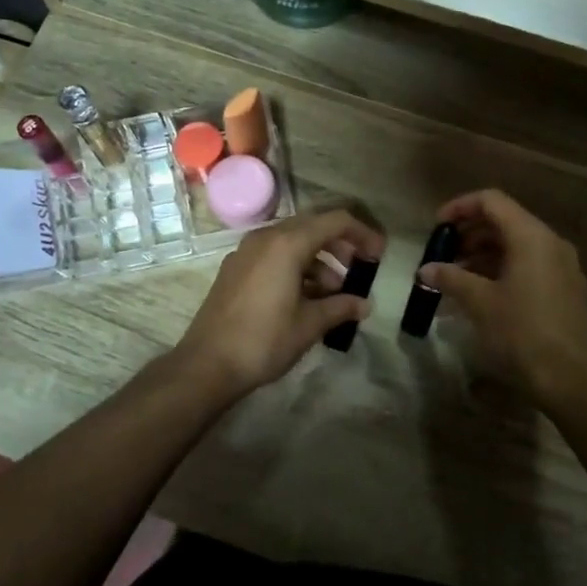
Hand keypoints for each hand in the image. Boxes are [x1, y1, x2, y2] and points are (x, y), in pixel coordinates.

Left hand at [172, 209, 384, 402]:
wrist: (207, 364)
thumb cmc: (264, 340)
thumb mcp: (309, 325)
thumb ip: (340, 308)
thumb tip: (364, 304)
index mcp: (287, 243)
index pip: (335, 221)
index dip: (362, 233)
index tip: (379, 254)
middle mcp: (265, 237)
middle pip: (313, 226)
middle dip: (341, 244)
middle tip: (361, 268)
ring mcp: (246, 251)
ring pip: (292, 241)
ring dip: (318, 258)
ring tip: (335, 291)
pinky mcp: (235, 268)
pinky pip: (273, 254)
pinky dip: (296, 266)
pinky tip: (306, 295)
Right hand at [420, 189, 586, 408]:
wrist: (570, 380)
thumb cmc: (522, 333)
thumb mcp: (480, 302)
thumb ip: (451, 278)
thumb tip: (426, 269)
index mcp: (532, 237)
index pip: (492, 201)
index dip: (460, 207)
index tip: (436, 227)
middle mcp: (551, 243)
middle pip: (505, 221)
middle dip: (469, 234)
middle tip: (442, 254)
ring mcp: (563, 267)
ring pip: (517, 245)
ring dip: (483, 254)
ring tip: (455, 276)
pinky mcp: (566, 290)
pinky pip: (530, 265)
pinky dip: (502, 269)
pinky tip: (481, 293)